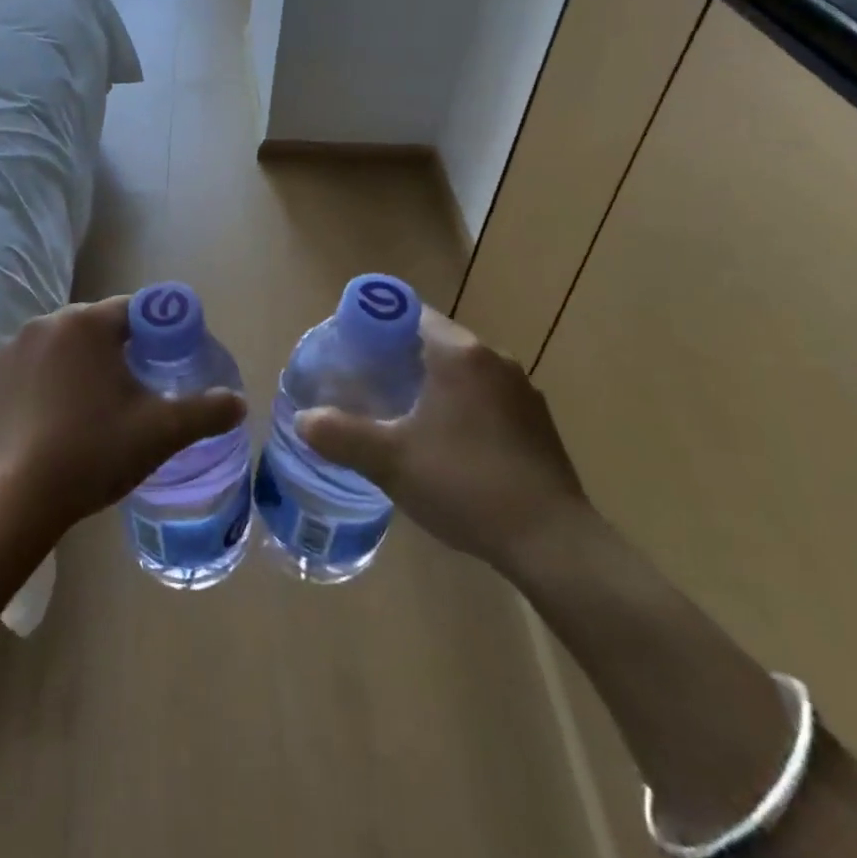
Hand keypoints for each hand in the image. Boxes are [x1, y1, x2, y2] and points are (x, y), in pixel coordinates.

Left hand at [0, 298, 245, 538]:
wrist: (9, 499)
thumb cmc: (91, 453)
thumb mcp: (160, 433)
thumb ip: (206, 411)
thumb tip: (238, 402)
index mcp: (88, 323)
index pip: (135, 310)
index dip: (157, 332)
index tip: (166, 364)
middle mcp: (45, 323)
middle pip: (93, 328)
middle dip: (114, 352)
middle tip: (130, 395)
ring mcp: (7, 350)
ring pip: (56, 349)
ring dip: (74, 369)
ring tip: (85, 414)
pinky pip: (22, 373)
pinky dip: (37, 388)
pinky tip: (43, 426)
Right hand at [294, 308, 589, 572]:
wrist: (552, 543)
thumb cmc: (465, 485)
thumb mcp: (390, 461)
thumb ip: (340, 435)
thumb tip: (304, 420)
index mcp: (460, 354)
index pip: (410, 313)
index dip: (376, 326)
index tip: (351, 351)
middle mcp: (495, 359)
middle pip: (435, 341)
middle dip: (398, 357)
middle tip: (365, 385)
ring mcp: (521, 391)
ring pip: (462, 371)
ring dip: (431, 383)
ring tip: (399, 415)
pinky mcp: (537, 422)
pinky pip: (485, 397)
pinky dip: (460, 406)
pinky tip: (445, 444)